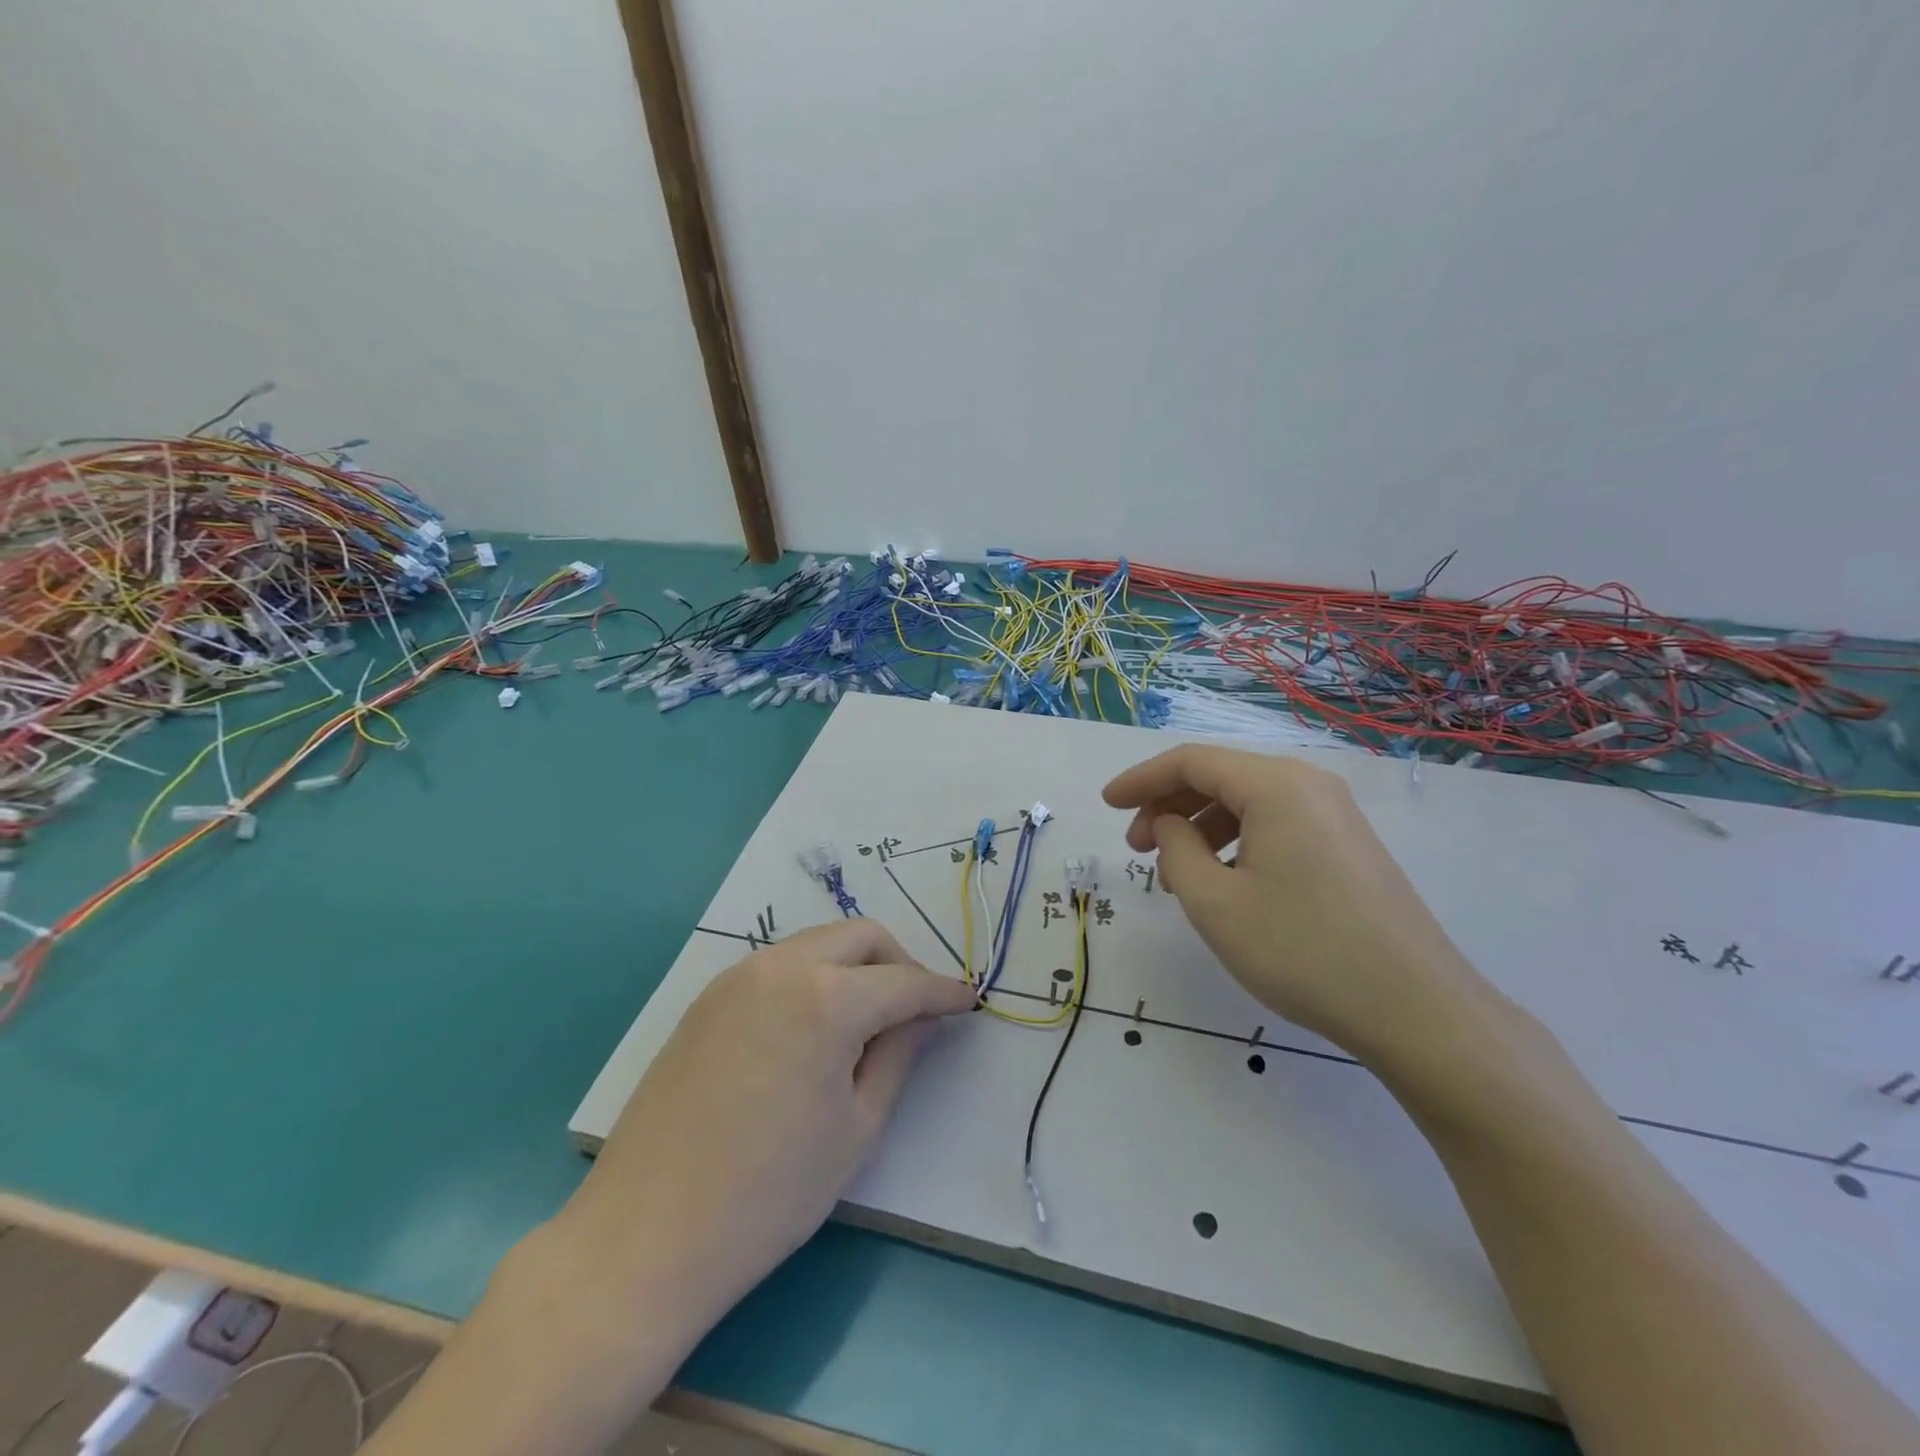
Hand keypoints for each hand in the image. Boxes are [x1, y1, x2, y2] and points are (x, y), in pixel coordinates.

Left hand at [560, 919, 975, 1337]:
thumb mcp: (856, 1129)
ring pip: (818, 943)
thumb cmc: (769, 1194)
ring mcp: (737, 978)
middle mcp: (781, 968)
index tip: (968, 1001)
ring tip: (868, 1020)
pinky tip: (814, 1027)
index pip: (903, 981)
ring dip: (854, 966)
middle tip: (917, 1010)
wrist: (646, 1235)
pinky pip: (779, 965)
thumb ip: (898, 1057)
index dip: (942, 991)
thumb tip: (923, 1018)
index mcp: (826, 998)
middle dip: (899, 963)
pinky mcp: (709, 998)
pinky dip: (813, 978)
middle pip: (860, 937)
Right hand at [1103, 744, 1500, 1064]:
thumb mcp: (1215, 903)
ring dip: (1201, 827)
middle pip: (1221, 777)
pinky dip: (1237, 842)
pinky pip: (1276, 825)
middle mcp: (1308, 785)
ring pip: (1248, 803)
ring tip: (1176, 874)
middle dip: (1169, 805)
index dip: (1141, 780)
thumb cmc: (1302, 949)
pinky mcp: (1348, 846)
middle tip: (1136, 848)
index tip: (1106, 804)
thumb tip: (1170, 824)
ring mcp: (1335, 815)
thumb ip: (1176, 850)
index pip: (1191, 761)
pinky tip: (1224, 882)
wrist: (1416, 1008)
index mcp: (1276, 786)